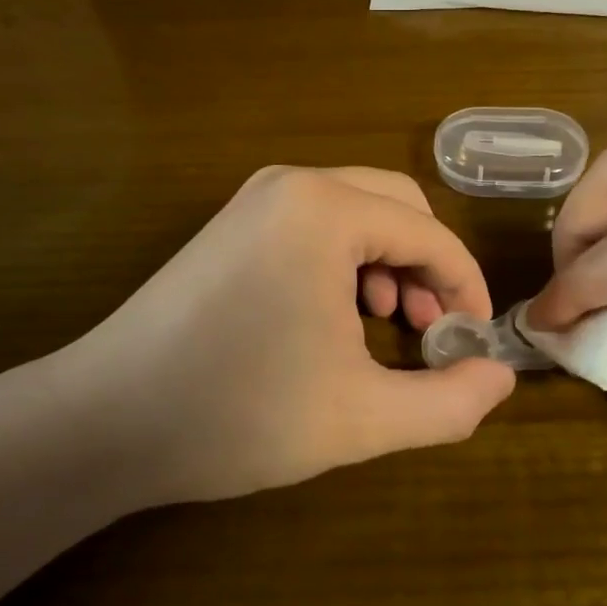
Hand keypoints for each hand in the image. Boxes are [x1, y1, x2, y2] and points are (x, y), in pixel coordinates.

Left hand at [44, 165, 514, 505]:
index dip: (466, 289)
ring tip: (388, 323)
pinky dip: (347, 261)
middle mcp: (292, 184)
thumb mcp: (362, 418)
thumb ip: (449, 401)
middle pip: (398, 208)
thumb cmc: (238, 413)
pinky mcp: (233, 224)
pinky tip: (337, 315)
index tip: (473, 344)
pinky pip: (316, 225)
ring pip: (358, 213)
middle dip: (429, 267)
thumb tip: (501, 378)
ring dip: (390, 262)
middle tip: (430, 332)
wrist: (105, 421)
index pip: (430, 235)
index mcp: (326, 210)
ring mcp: (255, 200)